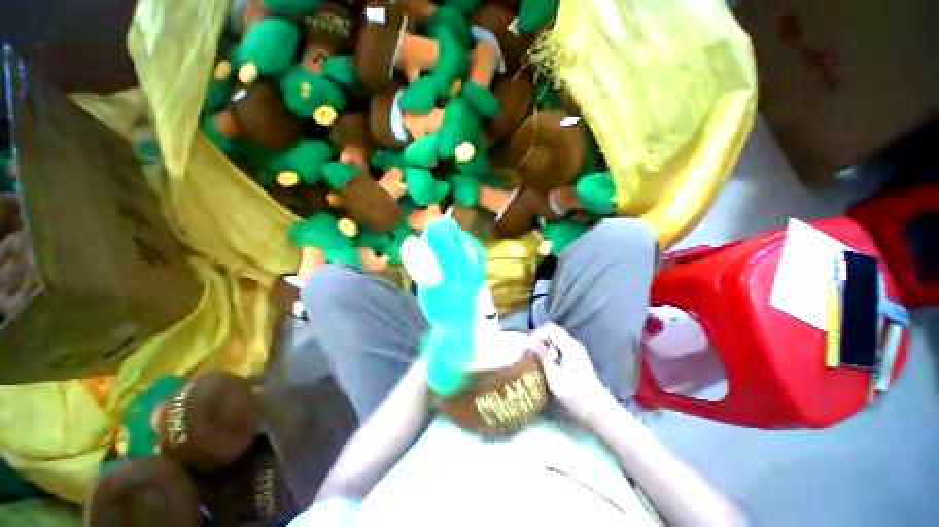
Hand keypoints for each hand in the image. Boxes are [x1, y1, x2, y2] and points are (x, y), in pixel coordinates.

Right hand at [529, 324, 614, 423]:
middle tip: (530, 352)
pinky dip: (551, 350)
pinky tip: (548, 364)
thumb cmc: (574, 393)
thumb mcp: (554, 376)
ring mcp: (577, 351)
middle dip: (540, 339)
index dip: (536, 334)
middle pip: (553, 331)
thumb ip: (542, 356)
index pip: (549, 329)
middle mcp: (574, 344)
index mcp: (569, 345)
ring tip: (537, 359)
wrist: (598, 409)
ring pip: (556, 339)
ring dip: (545, 345)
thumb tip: (530, 342)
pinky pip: (561, 346)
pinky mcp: (577, 358)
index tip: (528, 347)